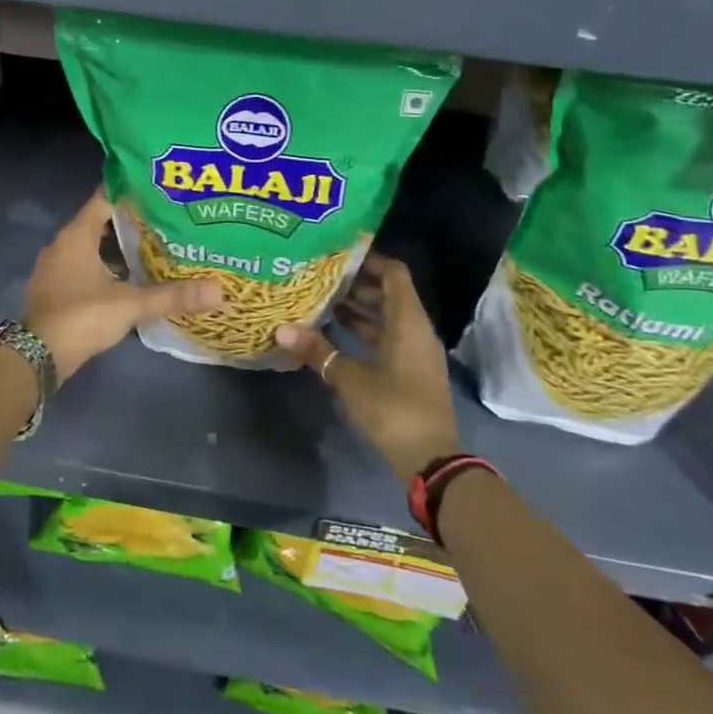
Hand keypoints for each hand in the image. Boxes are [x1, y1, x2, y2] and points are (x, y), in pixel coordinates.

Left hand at [24, 190, 221, 384]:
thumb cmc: (82, 317)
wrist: (38, 357)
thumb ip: (173, 295)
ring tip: (154, 245)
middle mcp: (62, 244)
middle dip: (131, 220)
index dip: (131, 191)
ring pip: (92, 246)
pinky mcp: (56, 289)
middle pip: (100, 221)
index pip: (105, 198)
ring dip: (118, 246)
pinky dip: (106, 266)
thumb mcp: (131, 304)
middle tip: (166, 218)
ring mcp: (56, 268)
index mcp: (76, 235)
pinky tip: (131, 277)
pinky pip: (84, 266)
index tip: (159, 188)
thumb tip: (220, 292)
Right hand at [276, 253, 461, 482]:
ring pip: (389, 318)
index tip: (340, 254)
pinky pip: (390, 338)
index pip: (395, 273)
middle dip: (359, 284)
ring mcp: (417, 352)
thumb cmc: (393, 408)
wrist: (430, 459)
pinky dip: (367, 331)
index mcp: (409, 322)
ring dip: (361, 309)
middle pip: (391, 293)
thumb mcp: (350, 378)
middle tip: (324, 277)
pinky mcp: (412, 371)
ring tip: (325, 301)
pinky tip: (338, 334)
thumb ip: (318, 351)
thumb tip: (281, 329)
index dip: (370, 260)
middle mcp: (417, 330)